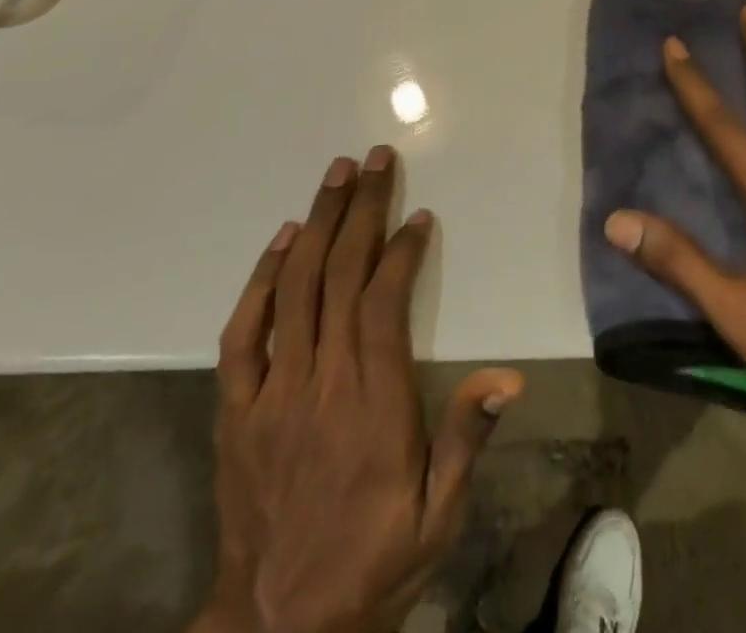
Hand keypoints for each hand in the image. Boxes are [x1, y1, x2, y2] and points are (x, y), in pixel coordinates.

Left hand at [198, 149, 522, 632]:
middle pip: (339, 277)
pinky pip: (243, 333)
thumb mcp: (438, 517)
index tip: (418, 216)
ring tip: (336, 174)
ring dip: (317, 223)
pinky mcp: (236, 410)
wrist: (278, 631)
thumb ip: (467, 439)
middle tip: (376, 159)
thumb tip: (509, 376)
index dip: (401, 252)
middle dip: (361, 209)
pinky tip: (284, 239)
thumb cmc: (373, 562)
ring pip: (295, 289)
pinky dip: (262, 279)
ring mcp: (271, 393)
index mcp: (371, 405)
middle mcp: (319, 384)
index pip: (383, 304)